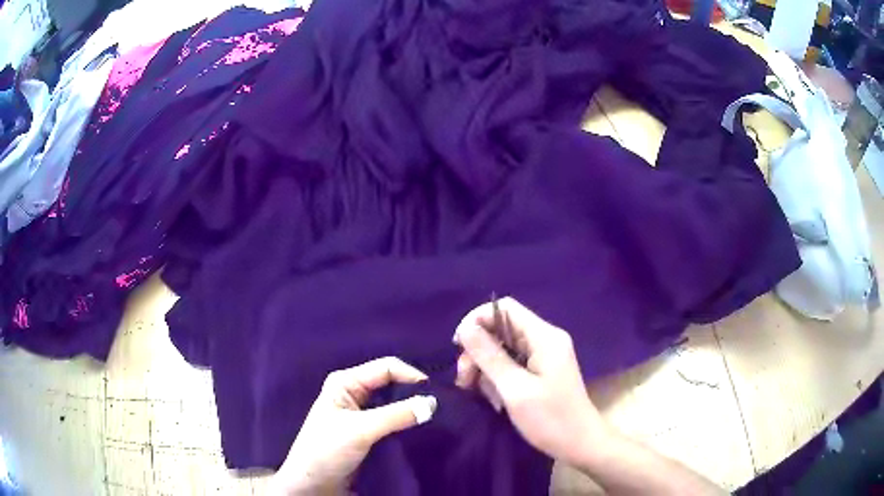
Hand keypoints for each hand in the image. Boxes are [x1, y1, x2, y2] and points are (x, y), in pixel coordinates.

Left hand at [271, 357, 437, 494]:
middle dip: (414, 393)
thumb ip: (396, 416)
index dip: (411, 375)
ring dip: (412, 410)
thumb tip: (433, 403)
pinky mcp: (368, 432)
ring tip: (437, 418)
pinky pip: (393, 422)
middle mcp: (354, 393)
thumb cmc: (327, 450)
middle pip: (392, 384)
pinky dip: (407, 424)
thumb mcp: (361, 430)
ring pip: (394, 404)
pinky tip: (423, 430)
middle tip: (440, 406)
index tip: (435, 393)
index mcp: (346, 382)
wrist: (314, 484)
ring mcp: (361, 414)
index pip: (386, 368)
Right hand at [453, 297, 607, 464]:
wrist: (580, 444)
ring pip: (504, 348)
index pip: (505, 308)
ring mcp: (545, 356)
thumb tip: (465, 329)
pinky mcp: (542, 371)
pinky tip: (490, 395)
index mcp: (544, 337)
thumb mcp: (515, 389)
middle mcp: (545, 339)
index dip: (478, 320)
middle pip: (502, 329)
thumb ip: (490, 356)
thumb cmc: (550, 419)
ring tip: (473, 390)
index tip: (459, 346)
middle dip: (478, 350)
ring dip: (484, 366)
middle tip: (464, 379)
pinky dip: (496, 376)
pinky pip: (512, 363)